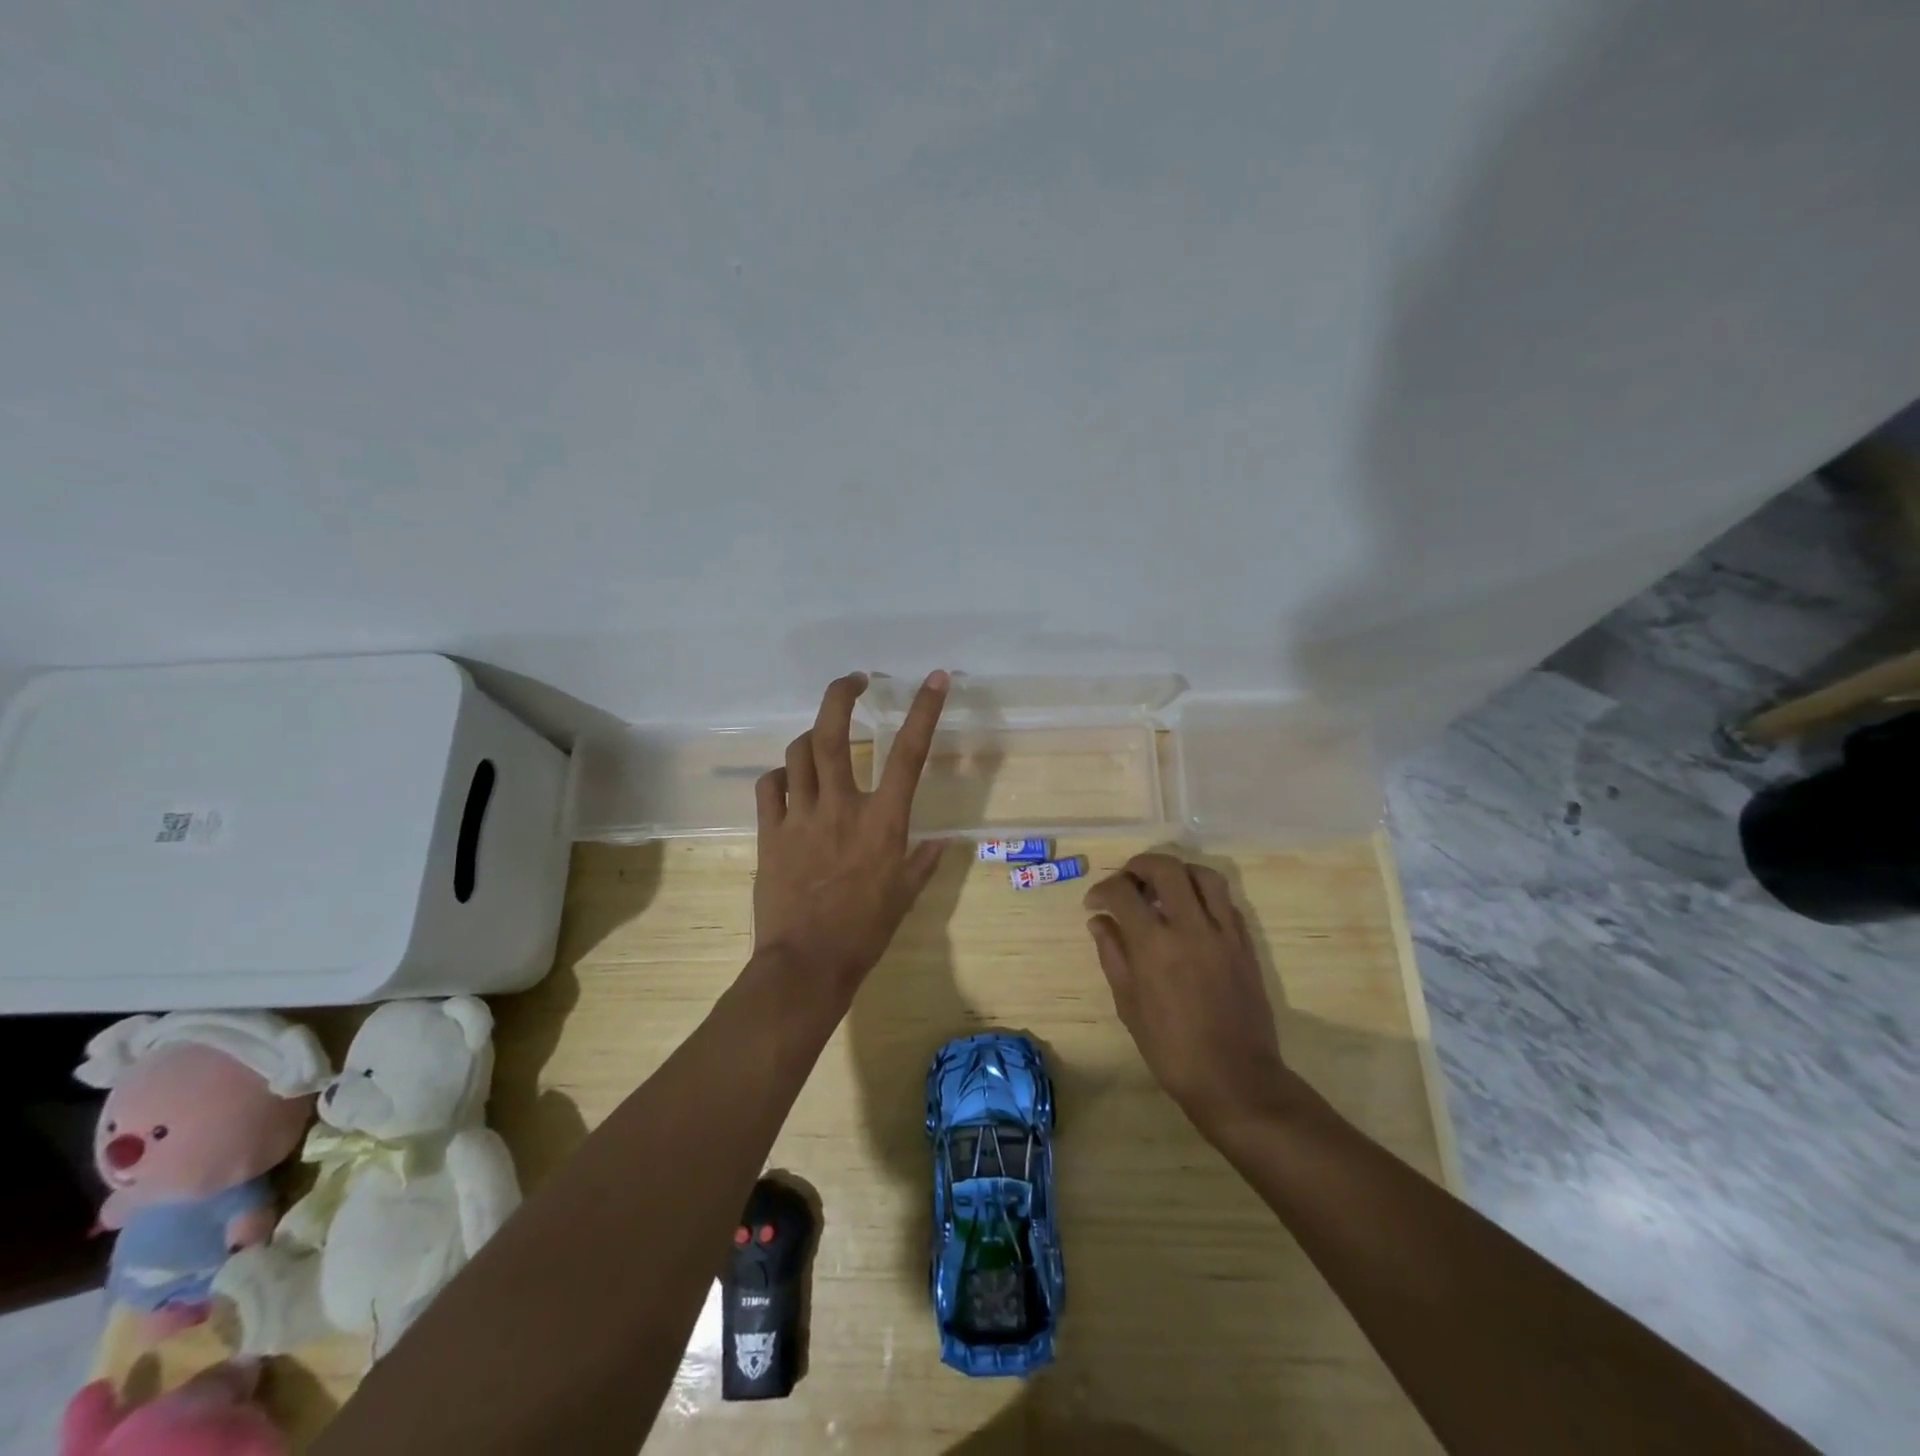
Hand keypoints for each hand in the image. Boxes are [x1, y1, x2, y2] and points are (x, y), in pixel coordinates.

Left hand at [752, 671, 950, 1003]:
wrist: (807, 964)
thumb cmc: (865, 932)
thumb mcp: (905, 896)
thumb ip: (924, 862)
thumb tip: (944, 842)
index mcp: (883, 821)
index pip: (908, 754)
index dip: (924, 711)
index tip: (935, 678)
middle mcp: (842, 807)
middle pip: (833, 734)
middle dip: (841, 695)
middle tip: (853, 681)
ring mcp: (800, 817)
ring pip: (798, 753)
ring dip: (811, 737)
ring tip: (822, 740)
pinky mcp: (770, 833)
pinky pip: (770, 787)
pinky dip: (781, 775)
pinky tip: (789, 781)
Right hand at [1084, 853, 1298, 1137]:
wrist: (1235, 1079)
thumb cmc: (1171, 1049)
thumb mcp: (1128, 1004)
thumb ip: (1113, 954)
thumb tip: (1100, 921)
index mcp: (1154, 944)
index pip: (1123, 891)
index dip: (1103, 889)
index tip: (1095, 903)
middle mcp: (1190, 927)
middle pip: (1166, 868)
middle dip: (1140, 865)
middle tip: (1128, 881)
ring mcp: (1223, 932)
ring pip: (1203, 875)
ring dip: (1178, 872)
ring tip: (1162, 887)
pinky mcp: (1245, 943)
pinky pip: (1226, 901)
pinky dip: (1203, 894)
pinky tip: (1191, 911)